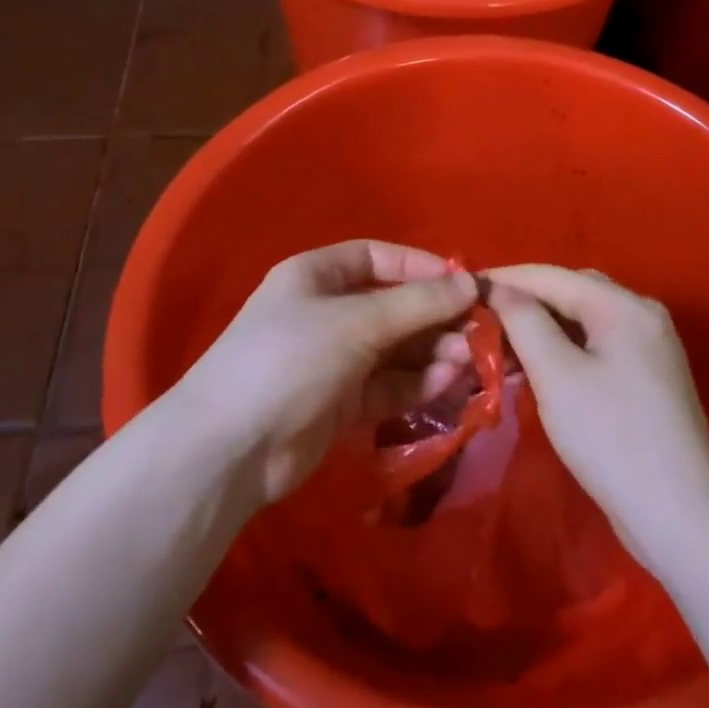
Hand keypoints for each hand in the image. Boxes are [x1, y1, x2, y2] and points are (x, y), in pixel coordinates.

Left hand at [171, 241, 476, 506]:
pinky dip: (417, 383)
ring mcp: (333, 360)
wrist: (230, 449)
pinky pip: (388, 384)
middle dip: (434, 317)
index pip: (376, 258)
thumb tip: (471, 283)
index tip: (462, 283)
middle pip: (392, 306)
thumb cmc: (290, 360)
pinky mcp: (341, 403)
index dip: (419, 267)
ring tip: (468, 360)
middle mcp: (326, 313)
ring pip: (395, 349)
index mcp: (316, 276)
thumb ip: (417, 304)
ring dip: (432, 352)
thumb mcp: (356, 322)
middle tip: (477, 331)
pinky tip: (446, 383)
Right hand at [486, 265, 708, 562]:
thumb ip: (524, 321)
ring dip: (540, 327)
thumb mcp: (557, 374)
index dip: (504, 279)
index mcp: (624, 305)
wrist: (680, 516)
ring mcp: (648, 348)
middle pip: (570, 292)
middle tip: (478, 317)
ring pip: (581, 321)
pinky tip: (533, 368)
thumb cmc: (611, 437)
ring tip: (496, 345)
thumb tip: (498, 289)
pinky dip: (561, 350)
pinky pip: (595, 347)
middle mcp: (641, 314)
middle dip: (522, 301)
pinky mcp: (645, 379)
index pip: (551, 276)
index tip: (461, 288)